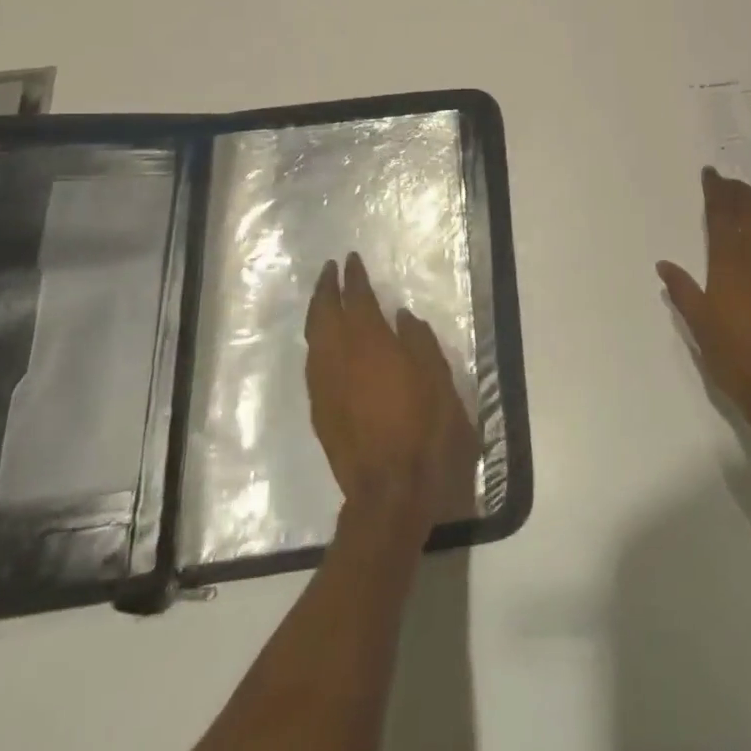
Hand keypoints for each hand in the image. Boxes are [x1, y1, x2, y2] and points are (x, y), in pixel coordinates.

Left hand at [305, 253, 479, 530]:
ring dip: (317, 314)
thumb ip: (418, 341)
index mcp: (370, 344)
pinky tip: (324, 344)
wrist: (392, 490)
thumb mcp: (438, 378)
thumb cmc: (426, 428)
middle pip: (324, 314)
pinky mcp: (320, 411)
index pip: (357, 299)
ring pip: (313, 339)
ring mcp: (324, 386)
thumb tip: (400, 317)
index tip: (351, 260)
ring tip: (324, 300)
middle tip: (330, 270)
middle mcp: (339, 358)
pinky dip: (317, 343)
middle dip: (325, 288)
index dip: (353, 278)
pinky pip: (312, 364)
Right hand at [657, 167, 750, 431]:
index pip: (722, 211)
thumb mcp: (699, 325)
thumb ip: (682, 290)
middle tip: (728, 184)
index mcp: (730, 259)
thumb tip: (664, 264)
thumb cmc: (735, 357)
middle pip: (750, 207)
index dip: (716, 189)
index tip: (710, 174)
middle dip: (738, 191)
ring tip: (750, 201)